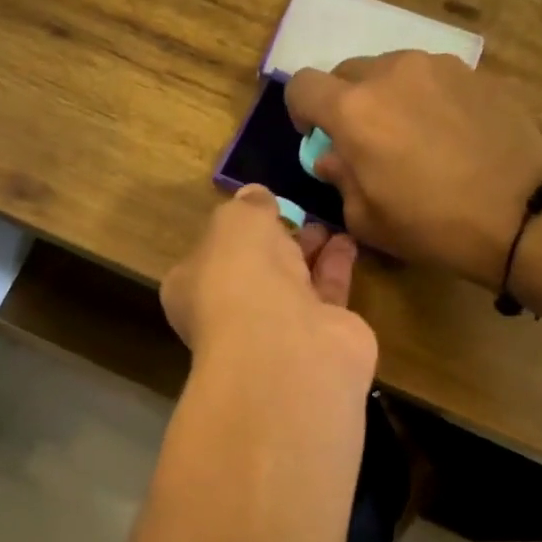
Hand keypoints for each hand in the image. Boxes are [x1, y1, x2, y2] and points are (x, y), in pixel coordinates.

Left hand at [162, 186, 376, 384]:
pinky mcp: (321, 337)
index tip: (257, 210)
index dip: (231, 234)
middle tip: (298, 215)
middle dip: (275, 244)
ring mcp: (277, 330)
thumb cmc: (240, 275)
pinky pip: (327, 295)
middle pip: (255, 272)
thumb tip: (254, 196)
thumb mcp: (235, 222)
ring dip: (309, 253)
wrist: (286, 344)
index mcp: (193, 288)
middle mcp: (232, 313)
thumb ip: (247, 206)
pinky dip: (336, 268)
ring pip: (293, 283)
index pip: (209, 257)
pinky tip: (348, 242)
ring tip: (327, 224)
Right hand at [285, 52, 541, 289]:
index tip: (317, 137)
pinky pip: (433, 78)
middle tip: (365, 141)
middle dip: (345, 103)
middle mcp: (391, 73)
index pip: (303, 85)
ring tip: (411, 136)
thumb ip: (339, 178)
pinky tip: (448, 135)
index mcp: (354, 109)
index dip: (301, 110)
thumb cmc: (431, 225)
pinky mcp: (476, 73)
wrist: (522, 214)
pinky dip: (427, 99)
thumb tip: (332, 156)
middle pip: (347, 72)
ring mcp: (438, 66)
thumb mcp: (366, 219)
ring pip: (392, 71)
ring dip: (387, 97)